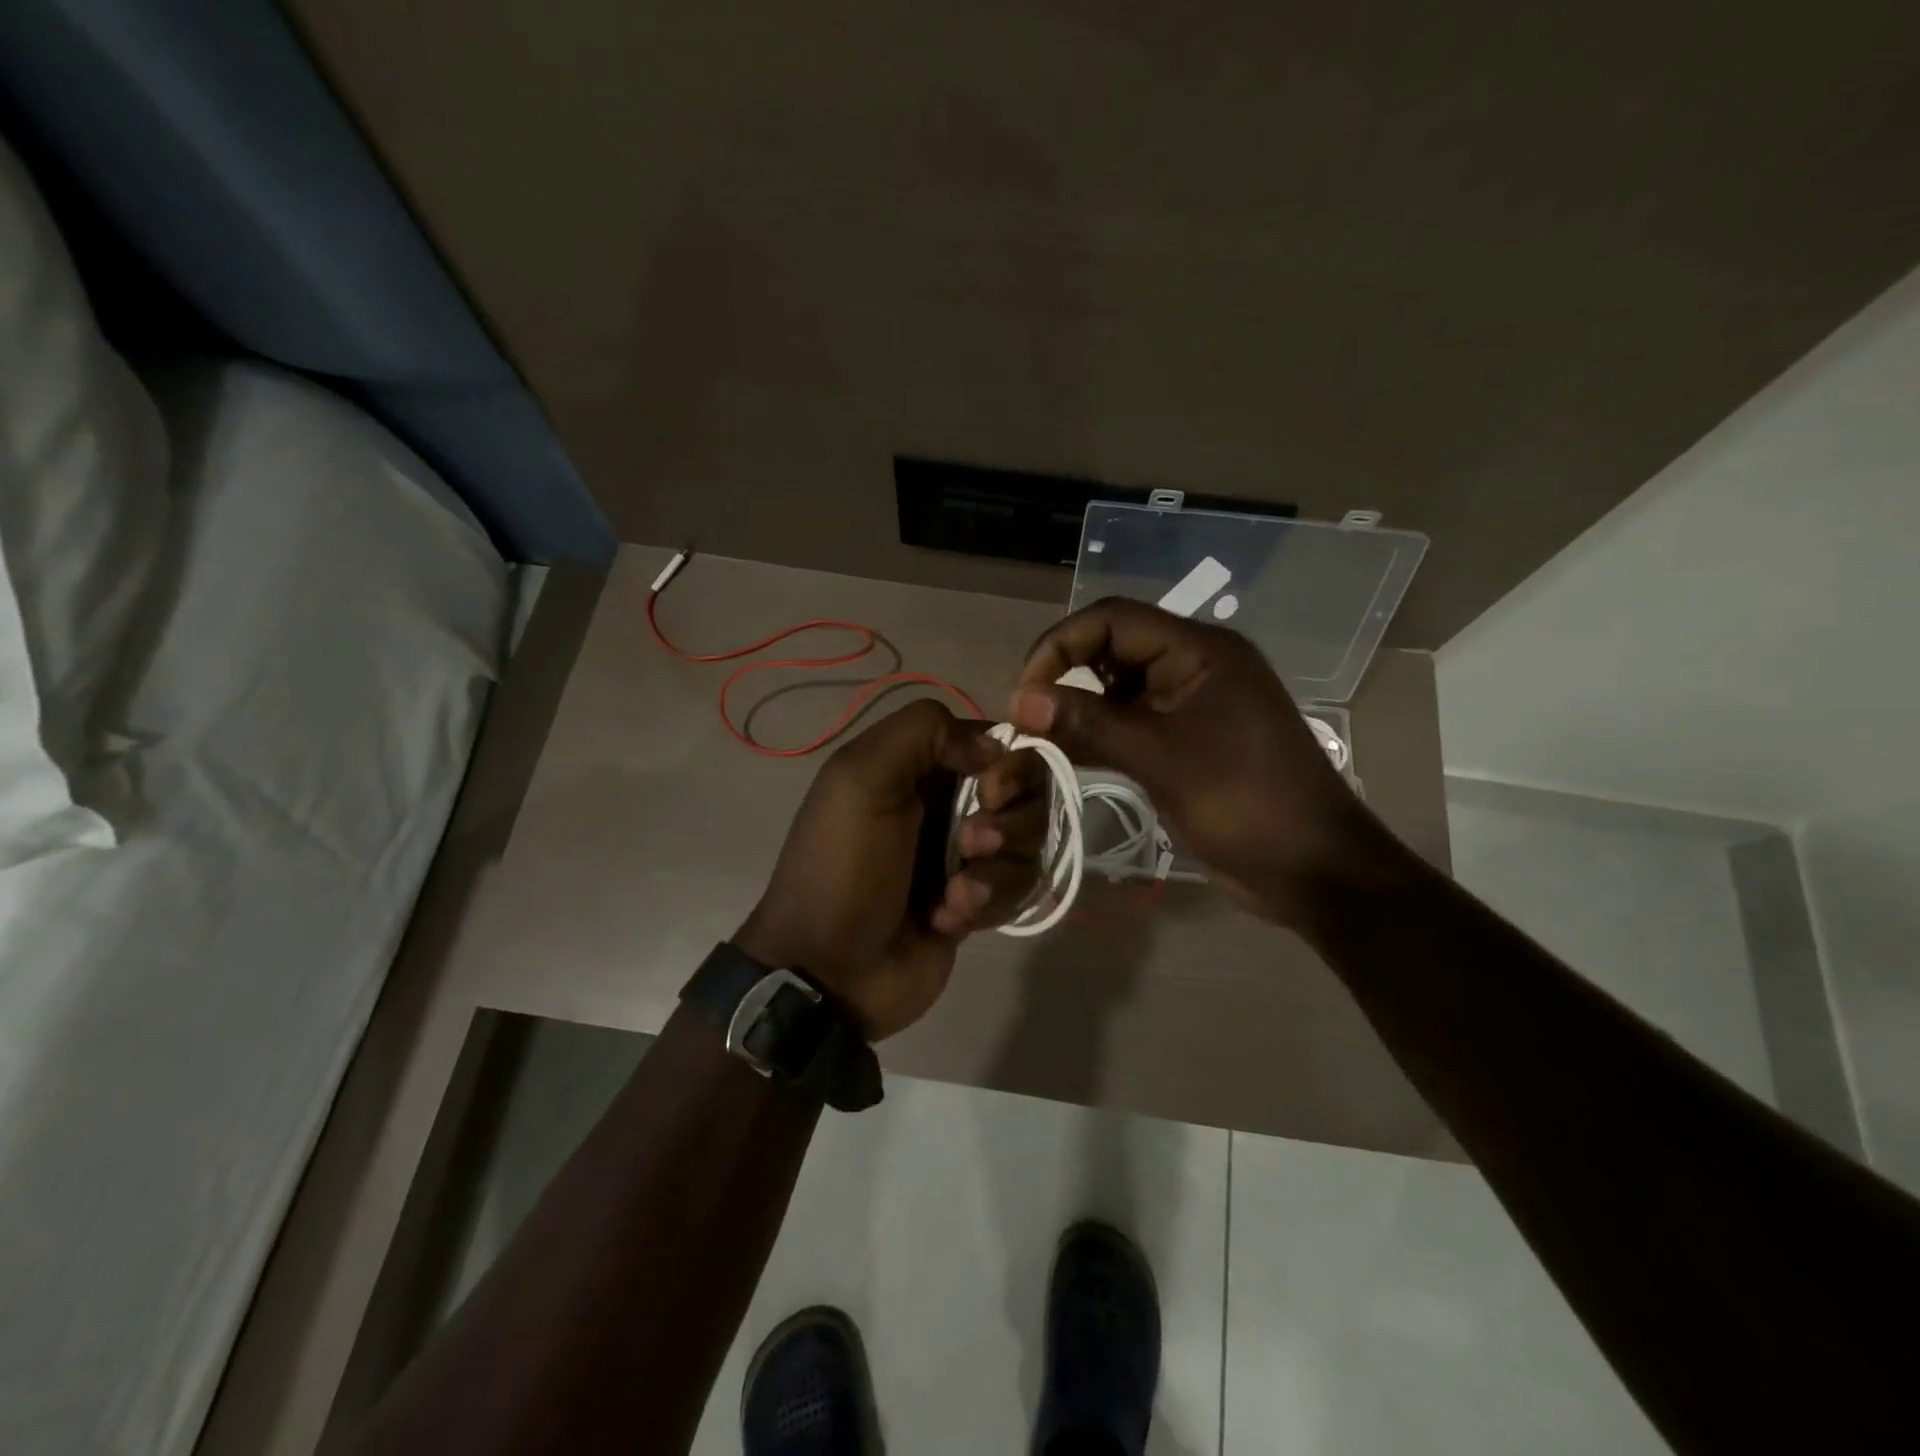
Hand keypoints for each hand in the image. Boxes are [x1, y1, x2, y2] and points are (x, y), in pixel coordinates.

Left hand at [736, 699, 1045, 1040]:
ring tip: (954, 894)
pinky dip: (985, 902)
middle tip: (972, 843)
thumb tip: (994, 746)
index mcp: (919, 766)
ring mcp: (966, 854)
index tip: (993, 789)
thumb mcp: (860, 779)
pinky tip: (945, 919)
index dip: (1009, 763)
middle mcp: (948, 803)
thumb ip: (923, 731)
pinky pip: (1017, 887)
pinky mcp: (978, 900)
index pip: (996, 741)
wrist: (829, 970)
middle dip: (1009, 819)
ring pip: (1027, 842)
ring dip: (996, 868)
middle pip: (1025, 792)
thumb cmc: (842, 867)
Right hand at [1008, 597, 1409, 927]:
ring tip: (1040, 740)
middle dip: (1065, 675)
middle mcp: (1194, 666)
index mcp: (1200, 650)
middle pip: (1112, 648)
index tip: (1025, 693)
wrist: (1313, 869)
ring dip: (1078, 708)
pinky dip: (1098, 734)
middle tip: (1028, 718)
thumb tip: (1020, 700)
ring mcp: (1191, 704)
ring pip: (1117, 688)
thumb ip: (1090, 723)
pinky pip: (1131, 721)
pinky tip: (1069, 755)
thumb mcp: (1162, 758)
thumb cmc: (1245, 803)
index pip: (1112, 619)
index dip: (1060, 645)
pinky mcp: (1186, 740)